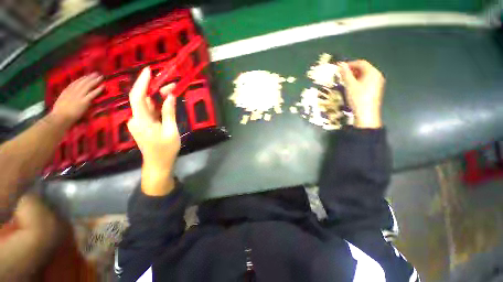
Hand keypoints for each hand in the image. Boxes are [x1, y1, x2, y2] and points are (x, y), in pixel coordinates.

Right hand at [51, 73, 102, 124]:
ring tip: (101, 77)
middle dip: (90, 77)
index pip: (75, 82)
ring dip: (95, 80)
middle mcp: (73, 91)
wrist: (60, 117)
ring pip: (88, 86)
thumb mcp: (61, 100)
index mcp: (66, 91)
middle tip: (96, 73)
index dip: (82, 78)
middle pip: (83, 82)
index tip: (88, 75)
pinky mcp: (84, 101)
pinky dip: (98, 89)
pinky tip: (103, 86)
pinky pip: (92, 94)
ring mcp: (79, 96)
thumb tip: (69, 94)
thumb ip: (66, 96)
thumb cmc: (59, 112)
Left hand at [127, 67, 180, 194]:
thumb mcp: (171, 131)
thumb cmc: (166, 149)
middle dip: (155, 89)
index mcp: (142, 121)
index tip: (149, 70)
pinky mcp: (141, 124)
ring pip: (146, 104)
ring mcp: (137, 122)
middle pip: (143, 99)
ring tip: (172, 91)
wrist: (157, 164)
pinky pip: (148, 111)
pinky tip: (166, 102)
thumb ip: (169, 113)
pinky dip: (156, 105)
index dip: (142, 82)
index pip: (137, 97)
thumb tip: (169, 96)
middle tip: (172, 85)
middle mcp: (135, 119)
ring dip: (157, 97)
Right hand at [338, 60, 384, 128]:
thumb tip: (341, 64)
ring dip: (354, 76)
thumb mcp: (350, 85)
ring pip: (364, 75)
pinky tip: (352, 88)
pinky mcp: (375, 90)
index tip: (340, 68)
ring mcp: (377, 83)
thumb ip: (345, 74)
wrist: (366, 114)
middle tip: (341, 76)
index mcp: (372, 72)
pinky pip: (366, 81)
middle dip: (352, 70)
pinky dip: (358, 82)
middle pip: (364, 68)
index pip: (361, 63)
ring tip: (345, 82)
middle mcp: (377, 75)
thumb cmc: (358, 98)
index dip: (350, 64)